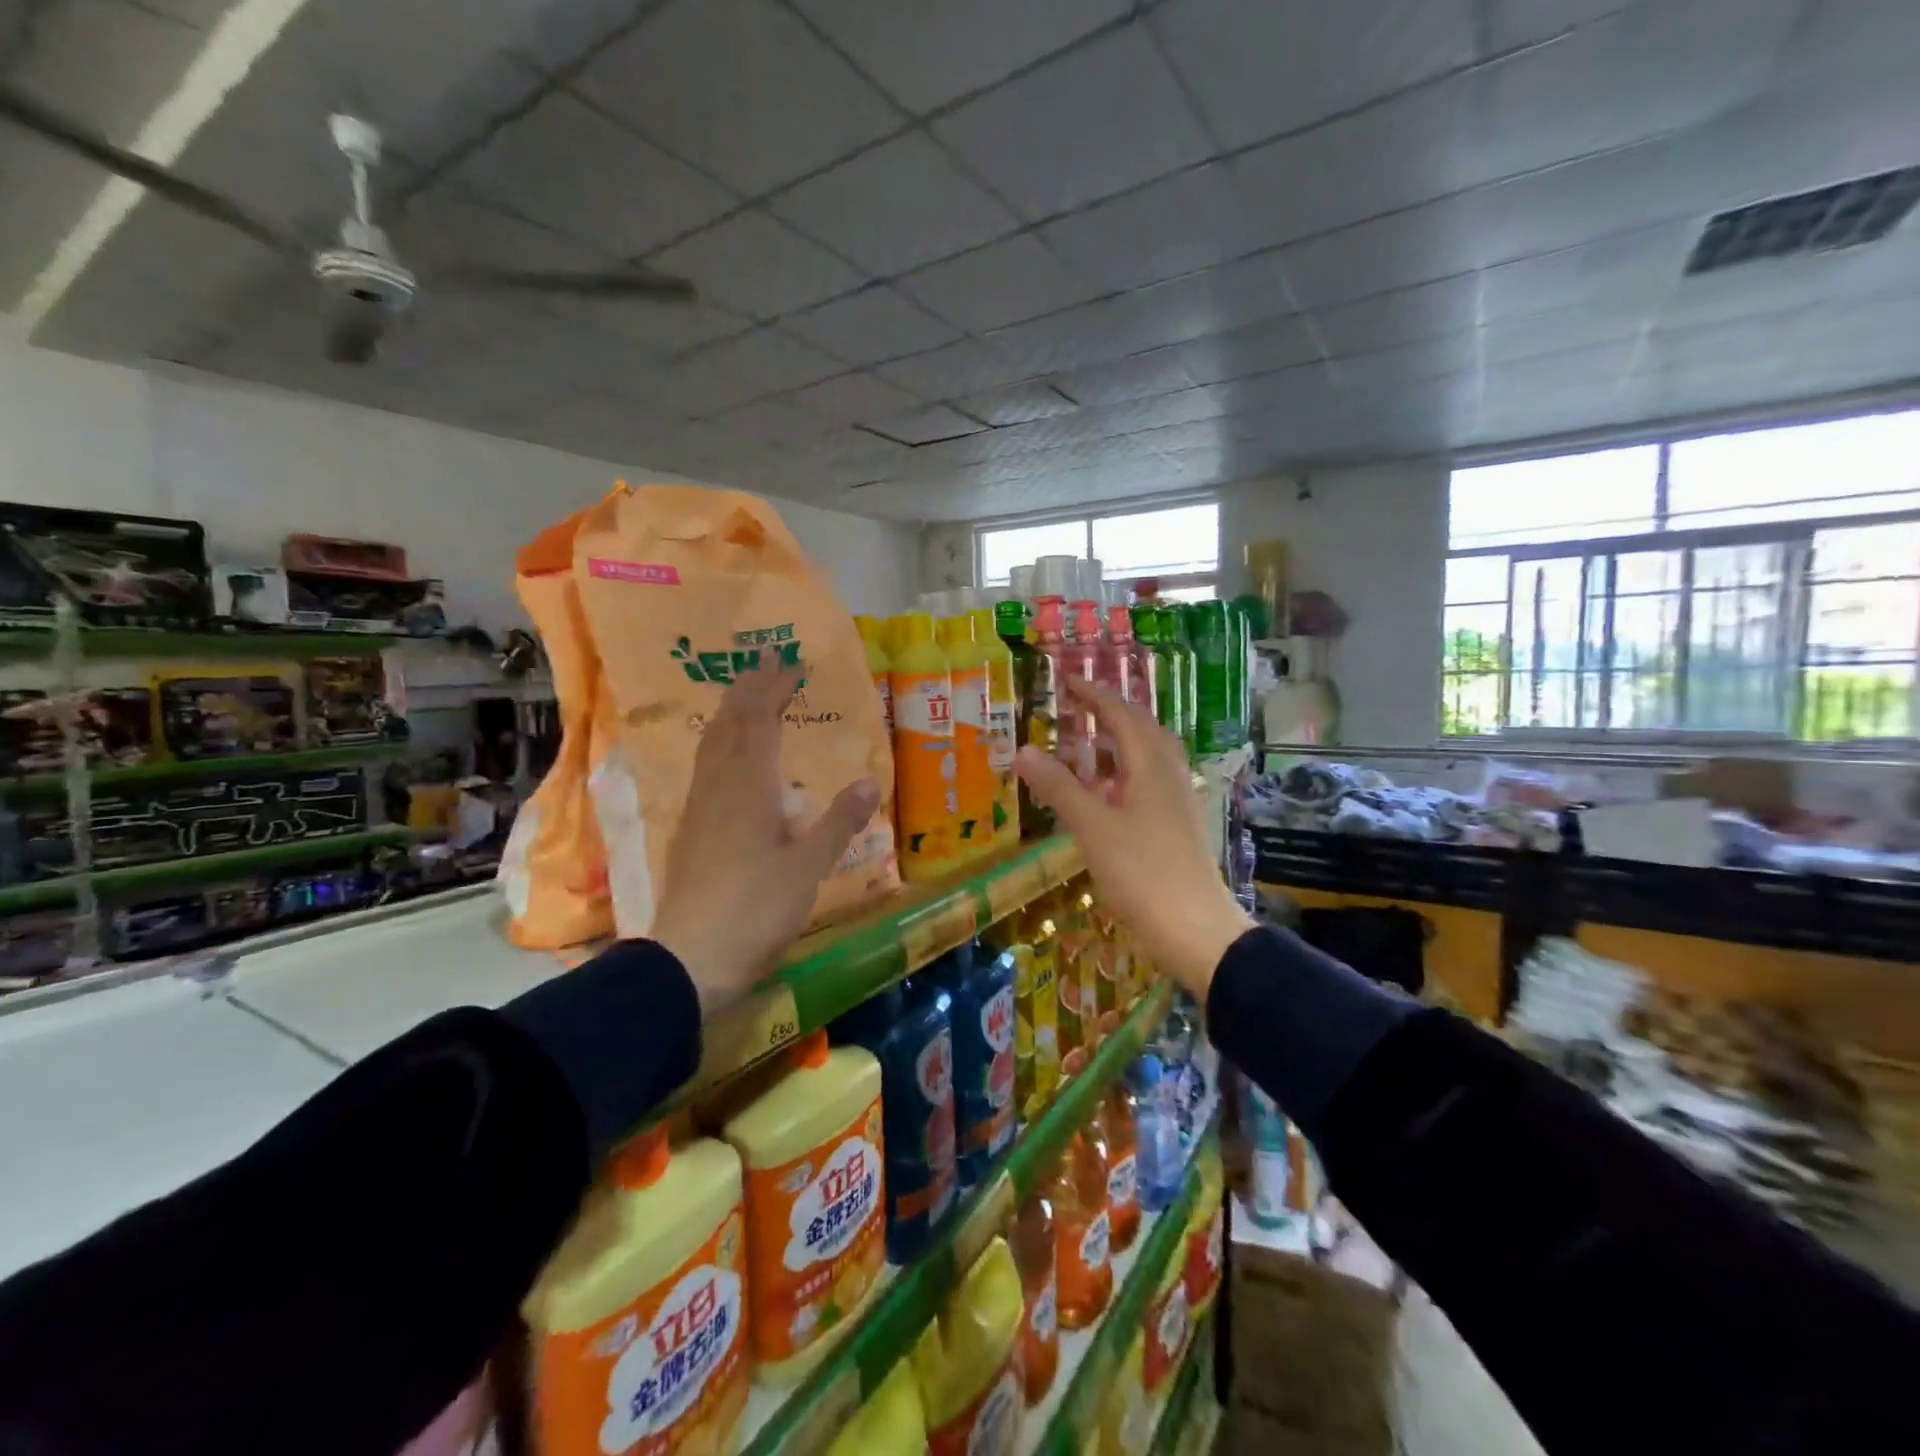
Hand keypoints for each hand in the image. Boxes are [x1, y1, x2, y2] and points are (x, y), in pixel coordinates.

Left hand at [650, 661, 879, 1015]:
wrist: (689, 960)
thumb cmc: (754, 910)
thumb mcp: (808, 869)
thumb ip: (838, 823)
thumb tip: (870, 782)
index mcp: (747, 788)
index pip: (759, 721)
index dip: (774, 689)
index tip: (791, 665)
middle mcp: (718, 787)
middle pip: (729, 724)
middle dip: (748, 689)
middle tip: (767, 664)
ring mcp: (699, 809)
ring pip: (712, 745)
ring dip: (731, 713)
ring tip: (747, 698)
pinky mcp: (691, 831)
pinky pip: (706, 767)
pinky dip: (722, 744)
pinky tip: (729, 760)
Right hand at [1015, 676, 1251, 1001]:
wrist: (1197, 929)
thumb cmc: (1143, 873)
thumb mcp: (1092, 828)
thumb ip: (1059, 787)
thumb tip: (1022, 749)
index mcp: (1151, 766)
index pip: (1122, 715)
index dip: (1095, 695)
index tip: (1068, 681)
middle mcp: (1170, 775)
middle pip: (1142, 730)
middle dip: (1110, 714)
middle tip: (1077, 707)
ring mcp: (1178, 801)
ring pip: (1148, 757)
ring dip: (1118, 744)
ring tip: (1086, 747)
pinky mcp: (1179, 825)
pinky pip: (1150, 782)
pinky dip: (1125, 773)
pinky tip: (1107, 794)